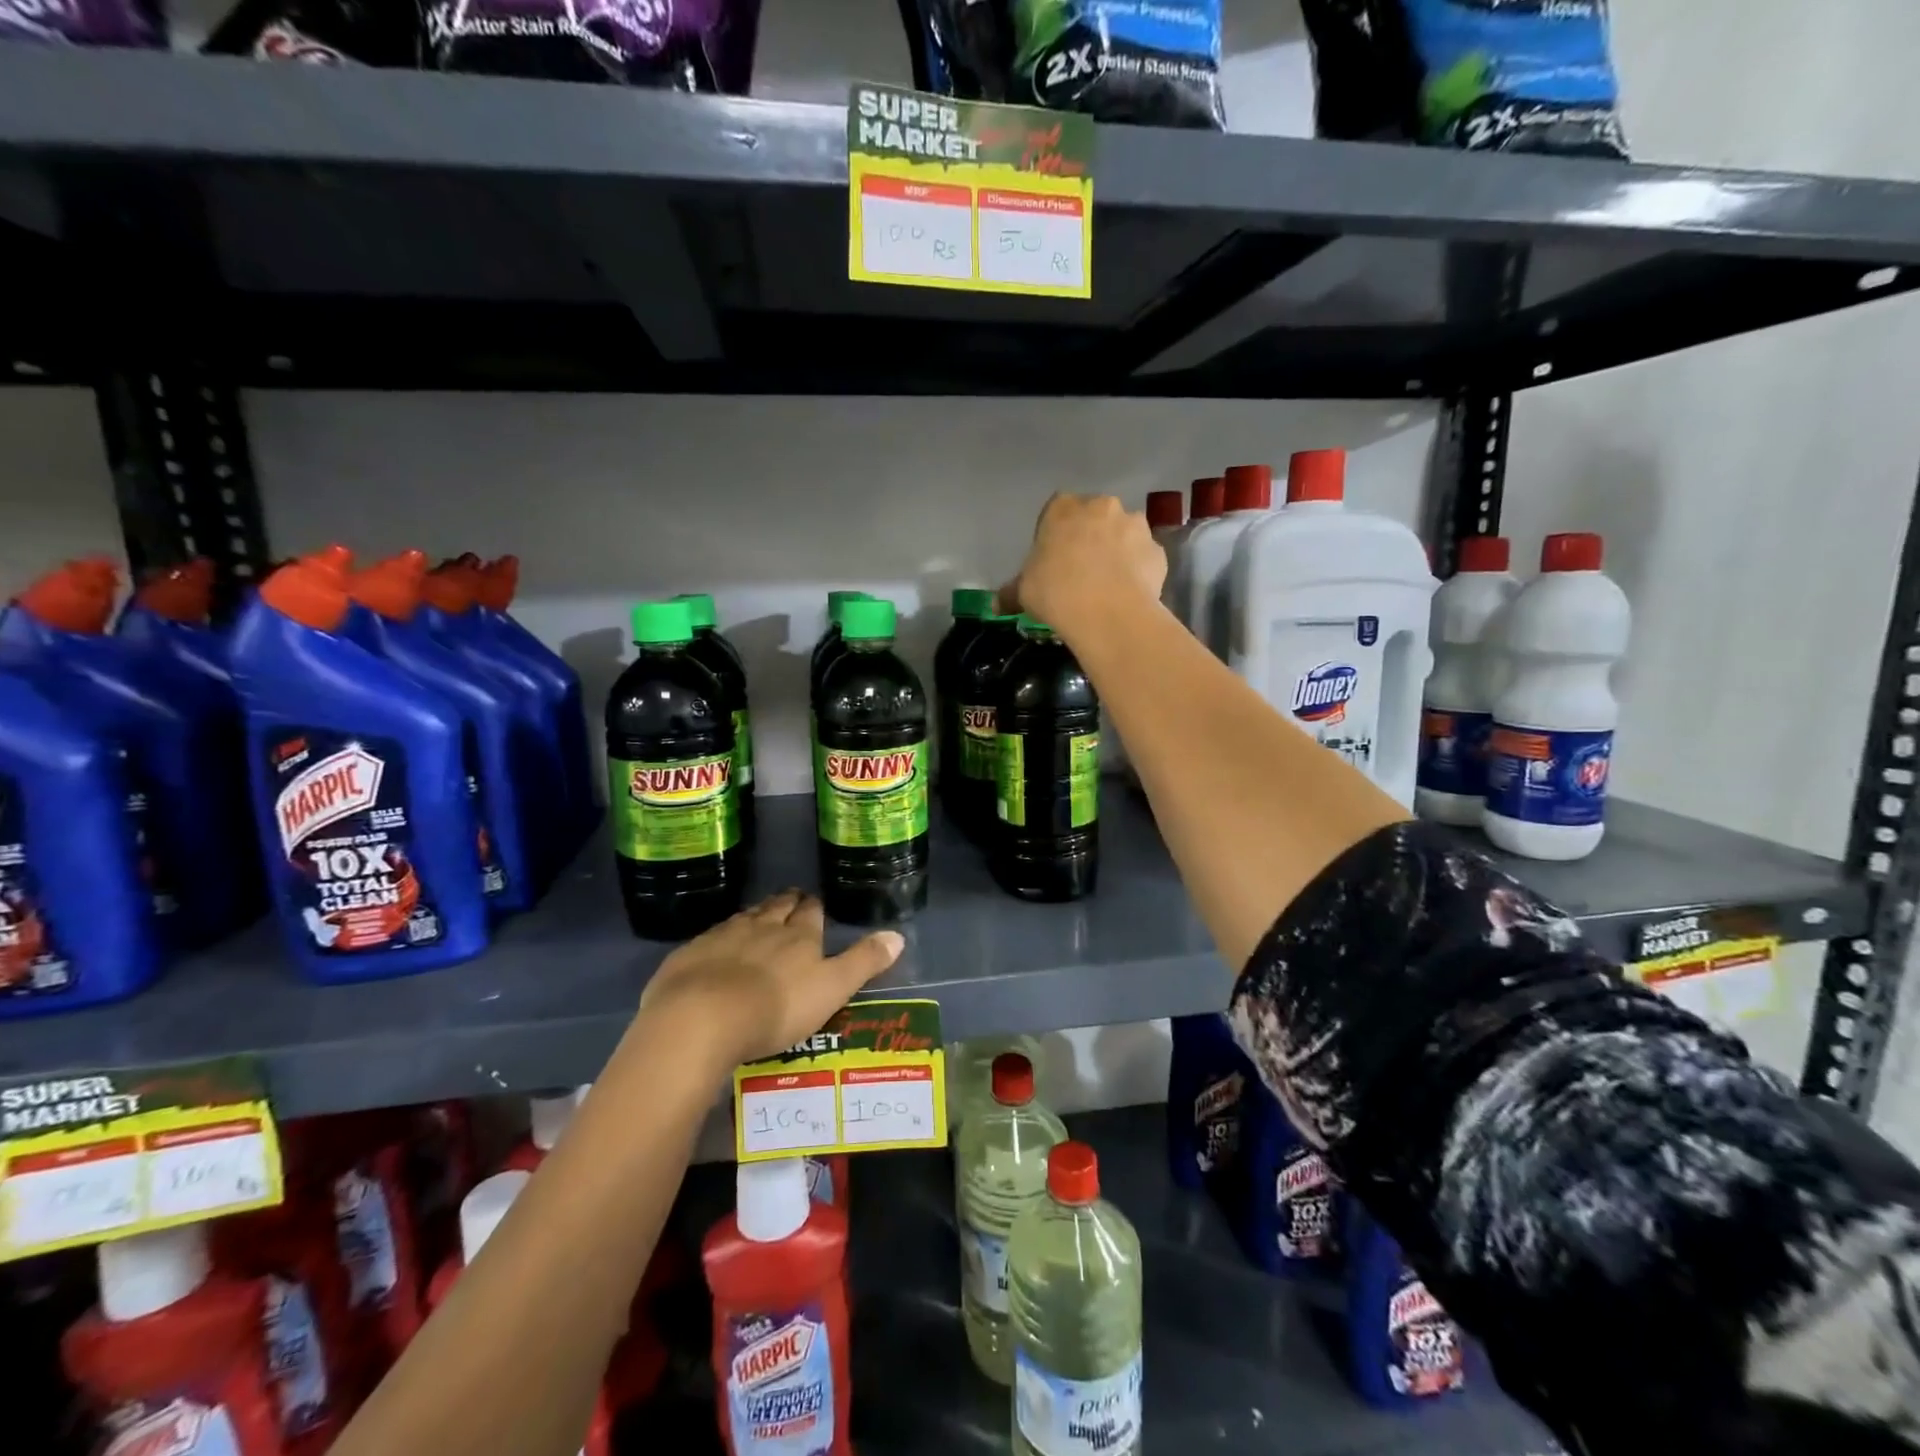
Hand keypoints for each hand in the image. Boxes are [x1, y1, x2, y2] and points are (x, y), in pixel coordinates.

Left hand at [636, 891, 904, 1067]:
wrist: (702, 1018)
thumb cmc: (777, 1007)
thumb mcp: (832, 989)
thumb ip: (864, 962)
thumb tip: (898, 935)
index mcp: (799, 936)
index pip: (811, 913)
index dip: (813, 907)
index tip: (814, 903)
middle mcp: (763, 927)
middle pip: (777, 908)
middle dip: (785, 903)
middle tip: (790, 901)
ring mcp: (723, 937)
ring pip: (744, 918)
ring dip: (754, 916)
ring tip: (759, 917)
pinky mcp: (691, 954)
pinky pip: (710, 938)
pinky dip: (719, 939)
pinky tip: (716, 947)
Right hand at [998, 493, 1166, 634]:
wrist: (1107, 612)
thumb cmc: (1056, 592)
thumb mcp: (1023, 592)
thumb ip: (1011, 593)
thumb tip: (996, 606)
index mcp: (1064, 508)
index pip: (1056, 510)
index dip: (1055, 534)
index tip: (1052, 559)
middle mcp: (1102, 507)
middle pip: (1094, 517)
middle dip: (1089, 538)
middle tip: (1079, 571)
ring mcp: (1135, 526)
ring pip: (1123, 534)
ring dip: (1117, 551)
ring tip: (1107, 584)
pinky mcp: (1158, 551)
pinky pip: (1143, 558)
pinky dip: (1137, 571)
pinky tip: (1127, 593)